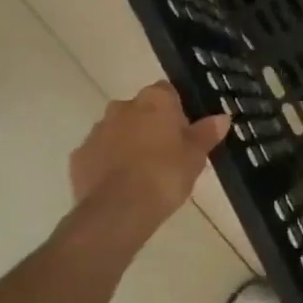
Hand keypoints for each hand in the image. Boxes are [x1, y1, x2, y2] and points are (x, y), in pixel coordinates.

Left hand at [66, 82, 229, 249]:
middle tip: (166, 155)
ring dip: (127, 144)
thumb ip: (206, 134)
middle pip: (140, 110)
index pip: (167, 92)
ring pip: (117, 131)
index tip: (183, 133)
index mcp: (154, 100)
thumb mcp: (195, 157)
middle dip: (150, 126)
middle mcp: (122, 107)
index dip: (176, 111)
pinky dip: (108, 164)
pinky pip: (98, 154)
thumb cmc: (165, 175)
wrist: (118, 210)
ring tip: (142, 174)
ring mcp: (97, 130)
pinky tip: (120, 186)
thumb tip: (222, 117)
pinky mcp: (79, 156)